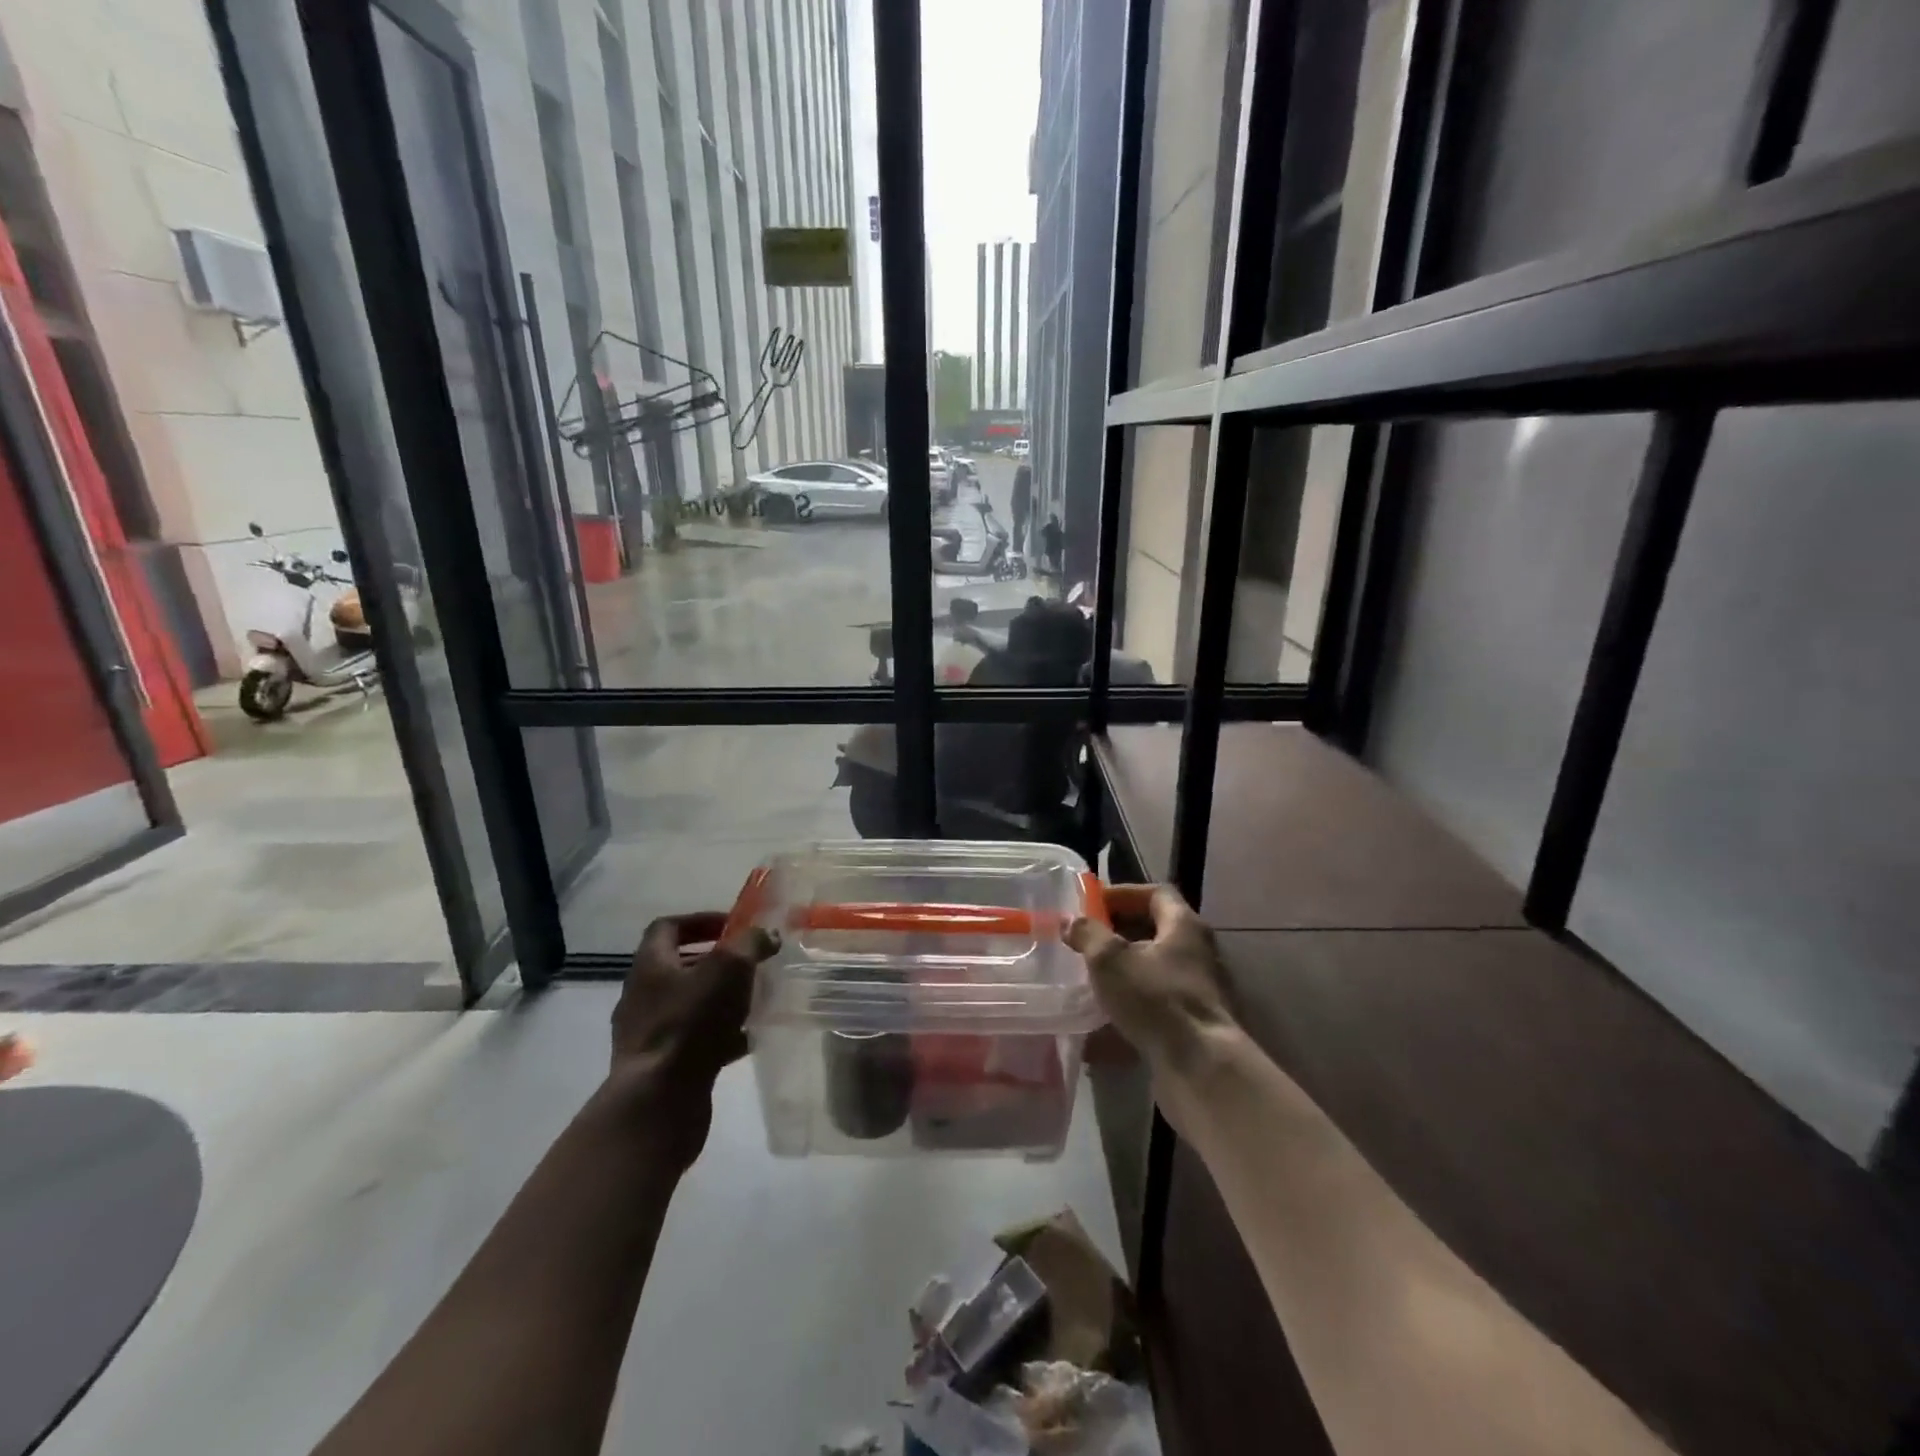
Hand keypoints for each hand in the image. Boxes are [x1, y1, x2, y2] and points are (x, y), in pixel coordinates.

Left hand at [606, 913, 778, 1163]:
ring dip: (721, 999)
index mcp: (650, 965)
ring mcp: (648, 1034)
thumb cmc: (691, 1023)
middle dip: (717, 963)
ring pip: (690, 1005)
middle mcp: (642, 996)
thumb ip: (750, 944)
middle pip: (680, 967)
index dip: (701, 921)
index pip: (668, 927)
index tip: (733, 927)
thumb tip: (766, 935)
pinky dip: (721, 1035)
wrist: (659, 1102)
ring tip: (755, 1001)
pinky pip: (694, 1040)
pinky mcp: (661, 1066)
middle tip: (751, 964)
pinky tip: (748, 1040)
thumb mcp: (729, 968)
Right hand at [1066, 887, 1236, 1076]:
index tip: (1092, 905)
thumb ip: (1088, 934)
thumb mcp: (1111, 960)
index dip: (1123, 894)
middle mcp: (1196, 953)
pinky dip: (1127, 1010)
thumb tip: (1071, 921)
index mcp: (1183, 926)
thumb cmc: (1156, 999)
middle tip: (1084, 942)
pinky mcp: (1191, 1025)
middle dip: (1117, 935)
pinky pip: (1153, 1006)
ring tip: (1087, 981)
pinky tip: (1099, 1026)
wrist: (1201, 1069)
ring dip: (1120, 974)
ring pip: (1152, 971)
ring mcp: (1197, 991)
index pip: (1156, 894)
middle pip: (1154, 931)